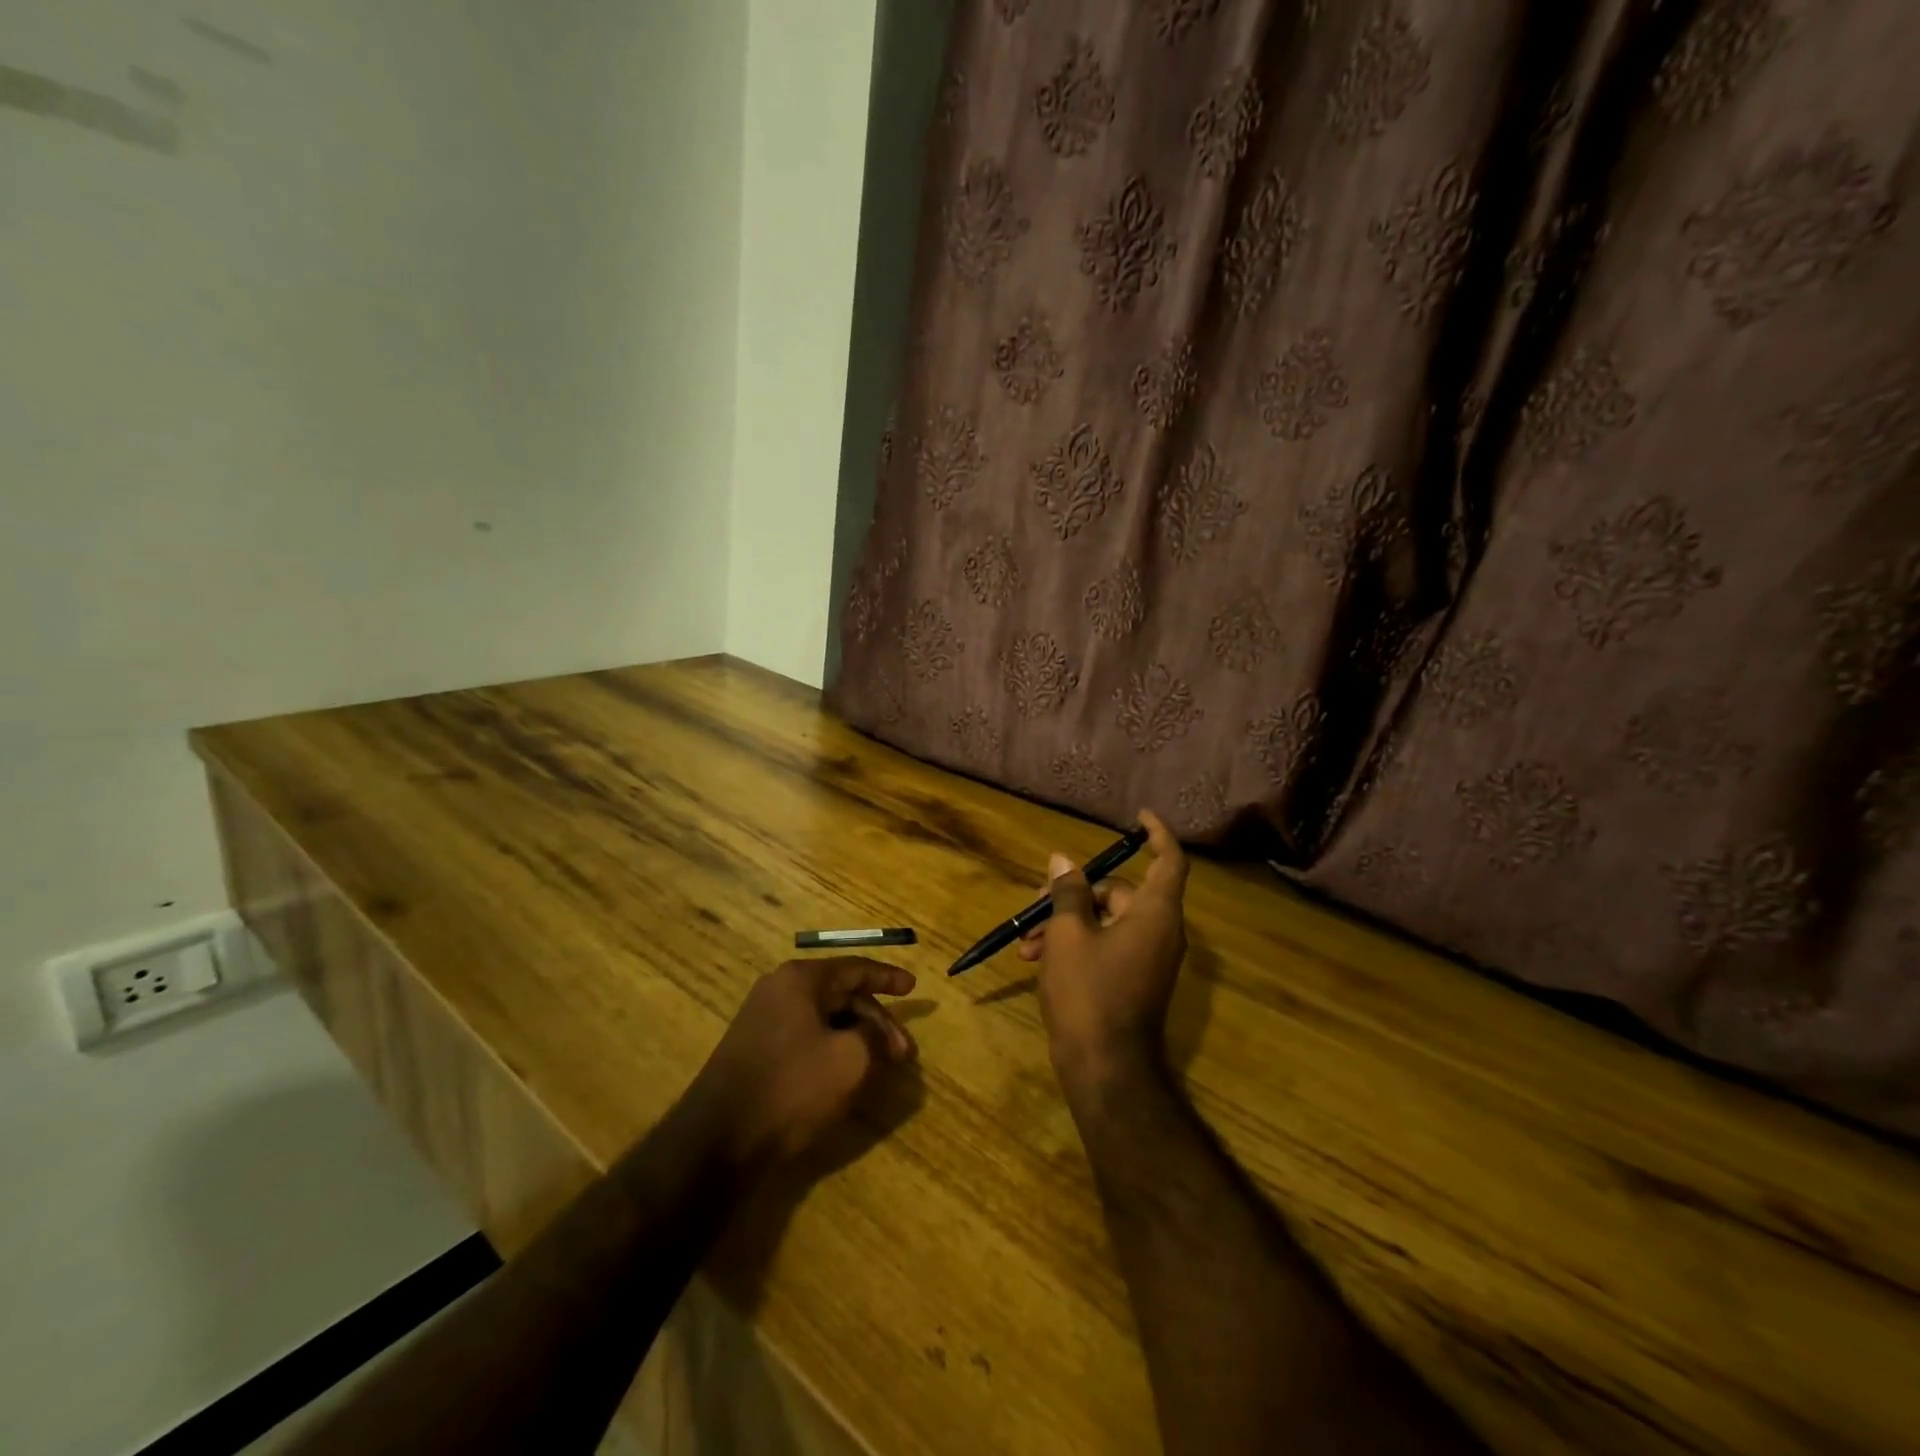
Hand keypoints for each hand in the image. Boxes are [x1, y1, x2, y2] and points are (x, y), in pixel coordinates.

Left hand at [684, 958, 916, 1173]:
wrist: (717, 1141)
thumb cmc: (791, 1088)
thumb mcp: (850, 1059)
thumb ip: (872, 1036)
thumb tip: (874, 1034)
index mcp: (800, 979)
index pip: (855, 969)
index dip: (888, 978)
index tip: (913, 988)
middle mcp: (778, 990)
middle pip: (841, 995)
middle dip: (876, 1021)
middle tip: (903, 1053)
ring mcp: (762, 1020)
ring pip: (823, 1019)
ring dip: (855, 1038)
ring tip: (879, 1067)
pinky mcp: (754, 1050)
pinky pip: (805, 1037)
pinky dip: (831, 1049)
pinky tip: (845, 1075)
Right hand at [1021, 810, 1189, 1094]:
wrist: (1105, 1070)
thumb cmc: (1088, 993)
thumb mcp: (1068, 935)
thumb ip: (1067, 892)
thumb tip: (1063, 860)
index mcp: (1154, 914)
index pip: (1168, 860)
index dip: (1156, 834)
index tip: (1138, 817)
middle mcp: (1159, 931)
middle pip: (1118, 892)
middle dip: (1073, 894)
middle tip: (1034, 905)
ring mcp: (1147, 958)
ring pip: (1104, 922)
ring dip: (1064, 925)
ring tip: (1026, 944)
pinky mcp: (1133, 980)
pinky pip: (1105, 946)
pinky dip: (1075, 946)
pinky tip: (1036, 960)